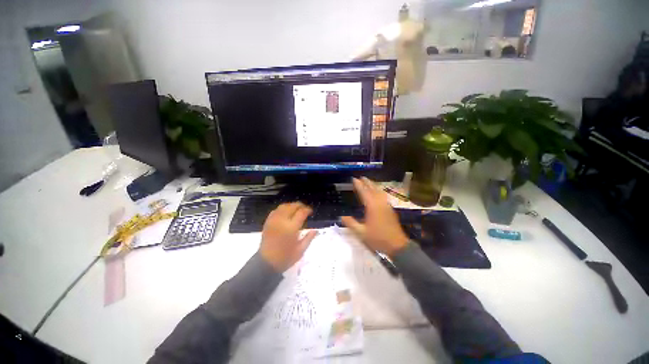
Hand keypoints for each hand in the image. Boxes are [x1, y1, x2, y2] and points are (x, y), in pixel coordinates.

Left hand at [260, 202, 317, 271]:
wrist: (266, 263)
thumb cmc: (285, 258)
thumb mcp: (300, 250)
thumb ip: (309, 238)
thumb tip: (316, 230)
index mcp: (291, 228)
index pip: (301, 212)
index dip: (307, 210)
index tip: (311, 212)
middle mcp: (282, 221)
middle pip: (292, 206)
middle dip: (300, 205)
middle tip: (305, 209)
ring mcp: (273, 221)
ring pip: (283, 206)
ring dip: (291, 205)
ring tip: (296, 209)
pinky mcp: (267, 222)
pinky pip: (275, 210)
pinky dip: (282, 209)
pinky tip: (285, 213)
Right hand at [341, 178, 408, 256]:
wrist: (397, 245)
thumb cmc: (378, 238)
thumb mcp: (361, 233)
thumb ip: (351, 223)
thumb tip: (341, 216)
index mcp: (372, 207)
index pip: (364, 192)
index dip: (359, 185)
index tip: (354, 179)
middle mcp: (380, 203)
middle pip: (373, 189)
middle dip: (367, 182)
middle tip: (361, 177)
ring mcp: (386, 206)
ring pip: (380, 192)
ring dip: (373, 185)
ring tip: (368, 182)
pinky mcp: (390, 209)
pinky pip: (383, 196)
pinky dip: (379, 191)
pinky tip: (377, 193)